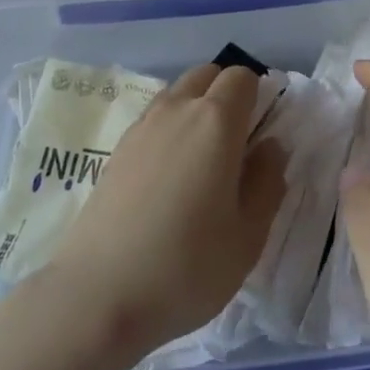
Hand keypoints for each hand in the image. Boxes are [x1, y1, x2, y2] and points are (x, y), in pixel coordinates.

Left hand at [43, 64, 284, 365]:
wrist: (98, 295)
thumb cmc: (187, 266)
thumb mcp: (248, 235)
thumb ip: (267, 181)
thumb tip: (271, 146)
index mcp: (215, 121)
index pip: (242, 77)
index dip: (258, 96)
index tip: (263, 133)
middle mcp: (176, 109)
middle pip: (207, 75)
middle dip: (226, 94)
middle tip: (237, 144)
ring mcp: (141, 127)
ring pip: (177, 94)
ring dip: (196, 109)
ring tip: (203, 163)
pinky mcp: (117, 149)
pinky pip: (154, 119)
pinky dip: (170, 130)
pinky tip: (170, 179)